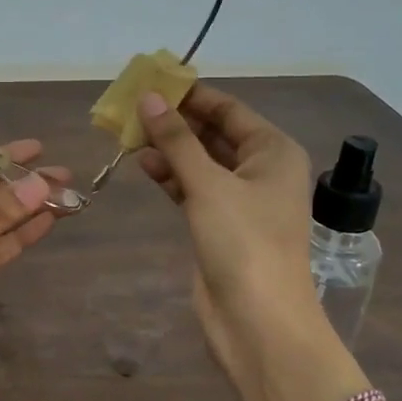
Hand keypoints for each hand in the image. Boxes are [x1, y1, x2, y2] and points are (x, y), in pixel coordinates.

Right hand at [136, 86, 342, 400]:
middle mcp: (261, 170)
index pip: (229, 109)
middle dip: (175, 121)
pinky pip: (194, 188)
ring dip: (169, 148)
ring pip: (200, 162)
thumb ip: (176, 139)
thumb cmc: (242, 241)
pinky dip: (171, 176)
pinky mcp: (221, 224)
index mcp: (273, 151)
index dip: (191, 94)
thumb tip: (148, 98)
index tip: (152, 81)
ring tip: (129, 132)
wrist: (257, 319)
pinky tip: (144, 164)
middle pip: (213, 134)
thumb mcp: (208, 183)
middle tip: (132, 106)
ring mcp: (241, 199)